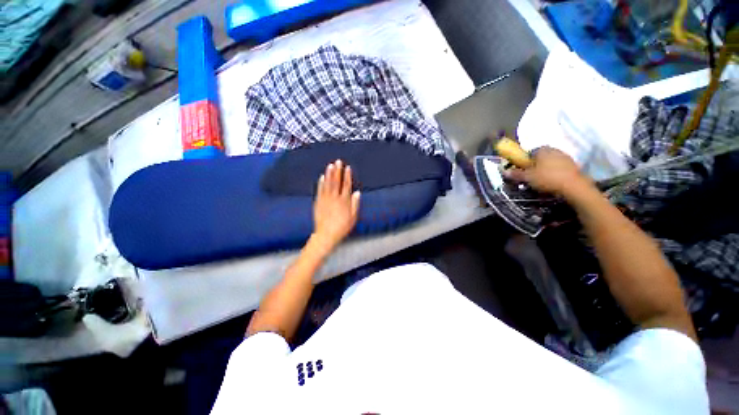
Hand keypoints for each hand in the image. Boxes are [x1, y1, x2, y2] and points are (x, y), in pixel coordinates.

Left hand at [311, 160, 360, 254]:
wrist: (326, 234)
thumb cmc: (342, 227)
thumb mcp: (353, 217)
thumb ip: (355, 204)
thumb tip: (357, 192)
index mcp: (344, 201)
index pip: (346, 185)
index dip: (347, 176)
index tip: (347, 168)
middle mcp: (335, 198)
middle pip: (336, 182)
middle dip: (337, 171)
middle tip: (338, 161)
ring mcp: (325, 199)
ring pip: (327, 184)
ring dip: (329, 174)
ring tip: (330, 165)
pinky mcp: (318, 202)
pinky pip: (320, 190)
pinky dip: (321, 183)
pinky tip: (322, 177)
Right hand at [505, 147, 591, 197]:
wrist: (574, 186)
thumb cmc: (547, 178)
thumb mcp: (527, 177)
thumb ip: (516, 173)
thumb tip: (504, 171)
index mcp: (542, 150)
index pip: (529, 152)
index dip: (524, 161)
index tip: (522, 170)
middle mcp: (554, 149)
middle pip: (541, 157)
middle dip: (536, 165)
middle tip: (531, 176)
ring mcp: (566, 156)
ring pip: (551, 162)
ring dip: (546, 169)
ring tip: (542, 180)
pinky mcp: (574, 165)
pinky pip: (560, 167)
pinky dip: (555, 173)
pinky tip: (553, 181)